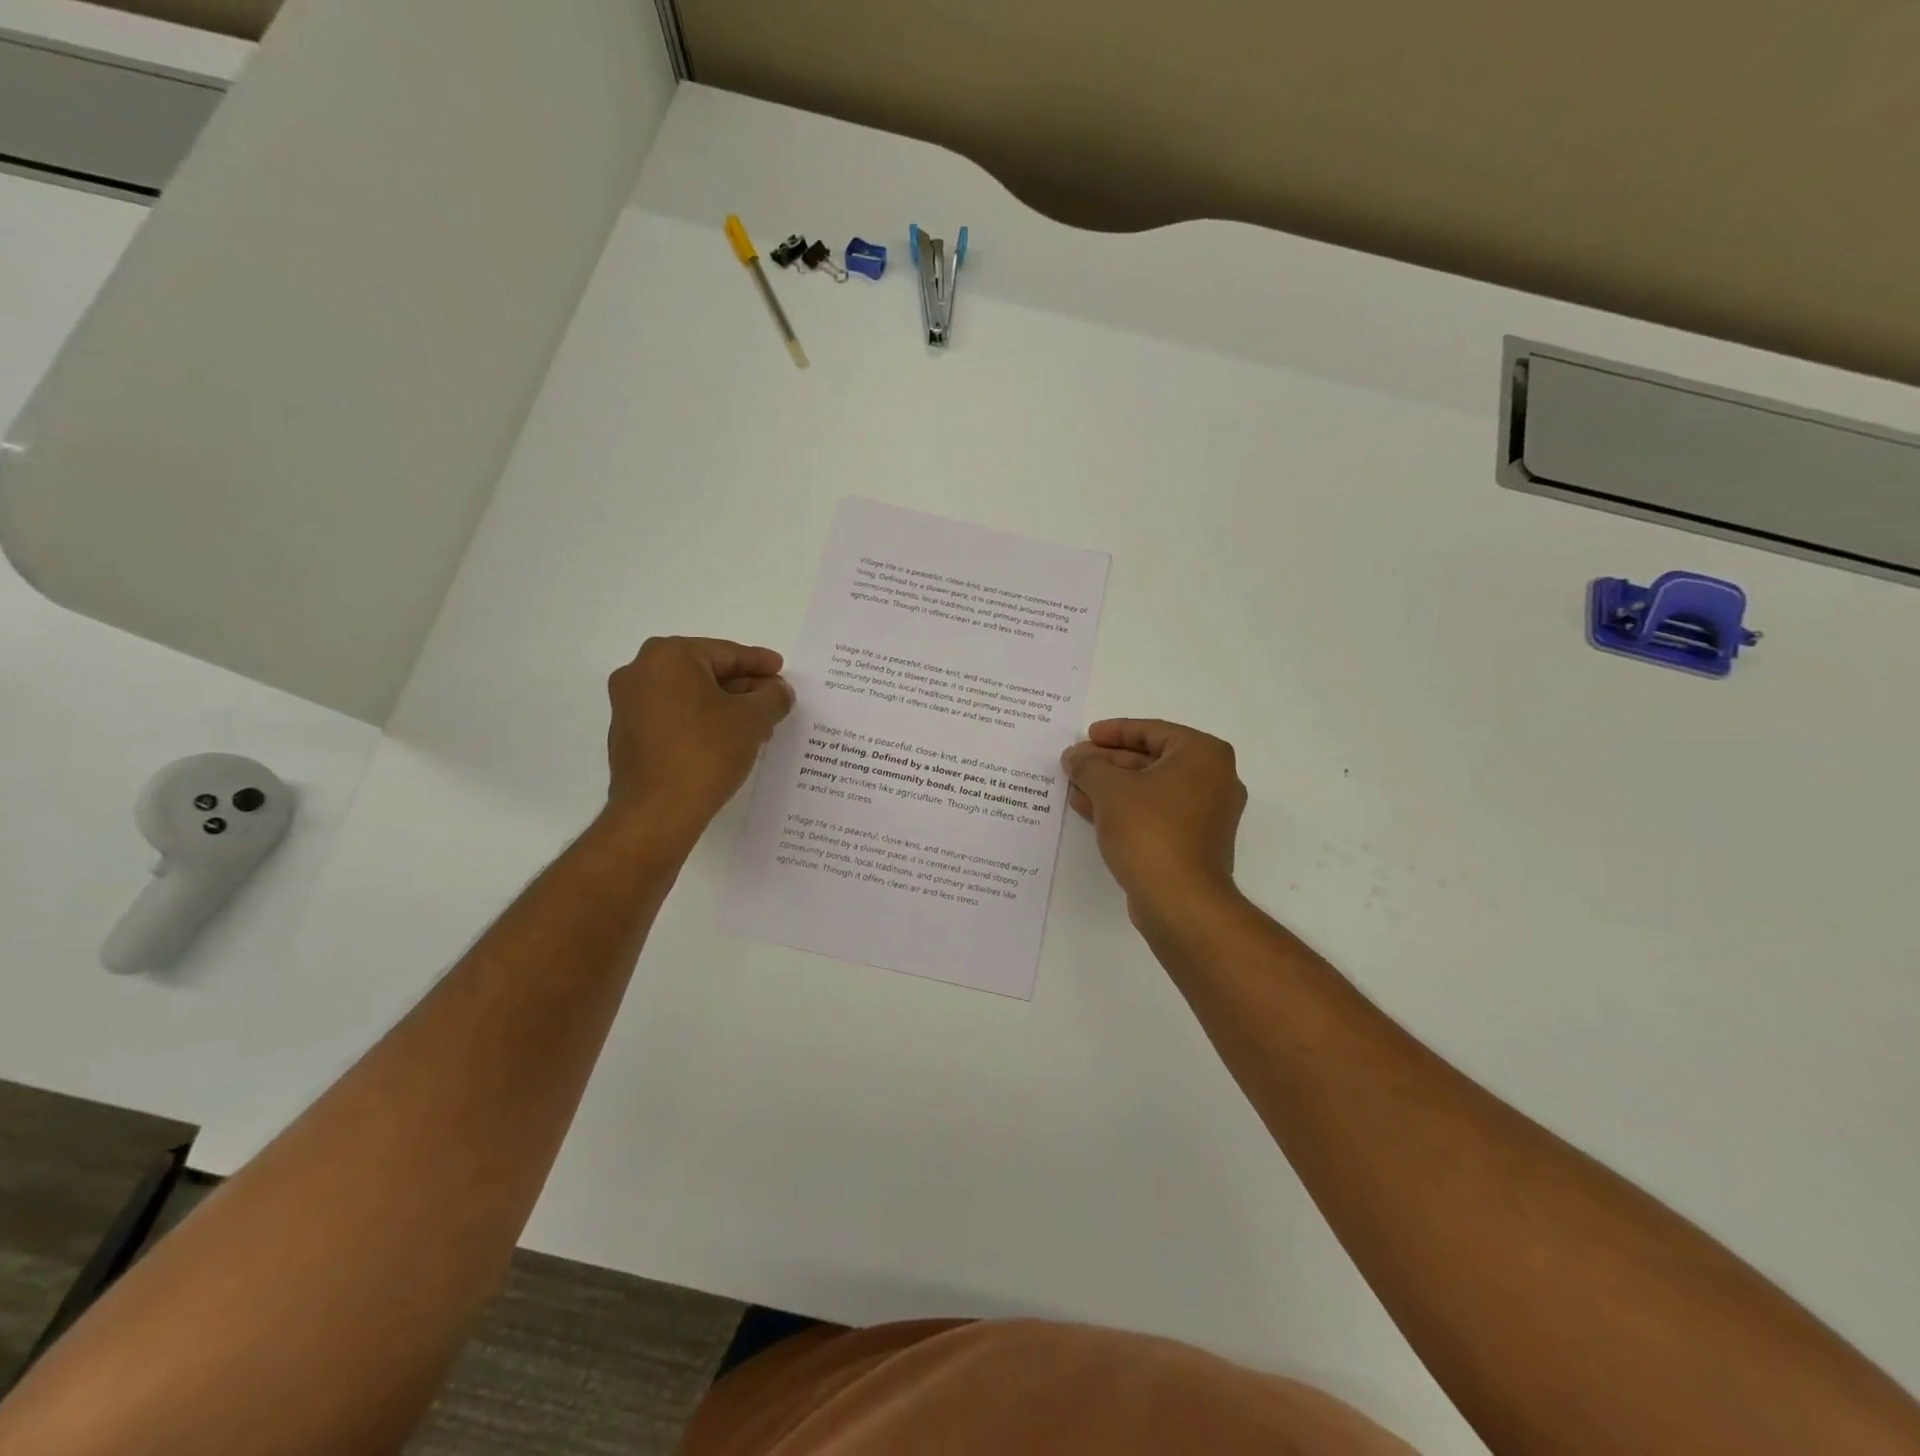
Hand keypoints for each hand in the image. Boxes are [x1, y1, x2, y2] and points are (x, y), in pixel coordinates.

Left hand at [603, 637, 793, 851]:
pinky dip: (702, 722)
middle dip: (743, 686)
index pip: (726, 653)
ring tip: (758, 724)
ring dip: (725, 706)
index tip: (782, 670)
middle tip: (774, 699)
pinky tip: (728, 740)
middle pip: (706, 672)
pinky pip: (673, 716)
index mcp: (669, 656)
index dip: (760, 663)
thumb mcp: (753, 719)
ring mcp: (628, 704)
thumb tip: (779, 691)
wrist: (657, 812)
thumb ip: (773, 697)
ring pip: (690, 696)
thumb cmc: (706, 752)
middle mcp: (640, 671)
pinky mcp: (627, 735)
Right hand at [1062, 719, 1246, 918]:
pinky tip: (1090, 810)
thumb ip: (1088, 765)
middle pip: (1152, 759)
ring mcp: (1206, 814)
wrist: (1180, 901)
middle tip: (1075, 763)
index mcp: (1203, 755)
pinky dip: (1125, 809)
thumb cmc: (1150, 831)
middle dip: (1109, 762)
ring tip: (1075, 786)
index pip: (1152, 731)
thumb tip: (1075, 756)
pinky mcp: (1194, 843)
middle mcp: (1214, 779)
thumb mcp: (1110, 789)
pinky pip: (1155, 813)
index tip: (1086, 736)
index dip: (1114, 731)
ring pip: (1151, 789)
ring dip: (1112, 786)